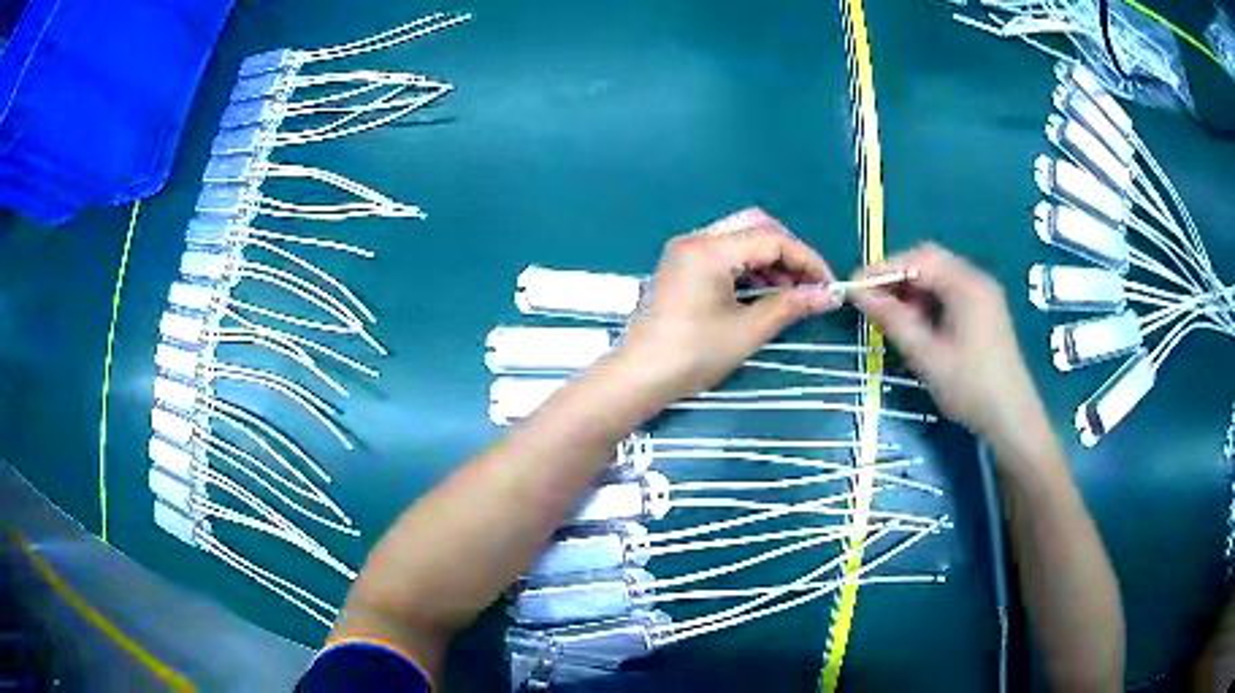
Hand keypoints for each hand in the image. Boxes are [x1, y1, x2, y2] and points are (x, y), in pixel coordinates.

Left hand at [616, 208, 837, 401]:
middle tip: (809, 283)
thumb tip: (829, 295)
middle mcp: (696, 239)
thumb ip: (791, 305)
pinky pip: (724, 253)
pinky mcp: (682, 265)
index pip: (772, 239)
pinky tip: (764, 292)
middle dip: (788, 252)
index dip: (807, 260)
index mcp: (709, 250)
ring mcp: (685, 251)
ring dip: (770, 259)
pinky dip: (749, 267)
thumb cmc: (693, 355)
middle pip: (755, 226)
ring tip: (791, 292)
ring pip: (740, 237)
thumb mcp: (748, 331)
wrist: (640, 377)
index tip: (828, 285)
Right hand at [849, 244, 1047, 446]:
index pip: (917, 259)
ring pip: (939, 277)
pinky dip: (928, 301)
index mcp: (966, 284)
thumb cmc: (970, 387)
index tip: (853, 285)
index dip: (883, 269)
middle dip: (897, 276)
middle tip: (871, 301)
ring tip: (890, 316)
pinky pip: (950, 293)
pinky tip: (917, 324)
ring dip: (912, 290)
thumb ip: (893, 320)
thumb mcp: (927, 356)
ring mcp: (983, 295)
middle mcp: (976, 280)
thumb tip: (858, 293)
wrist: (1012, 419)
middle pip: (929, 261)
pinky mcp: (985, 311)